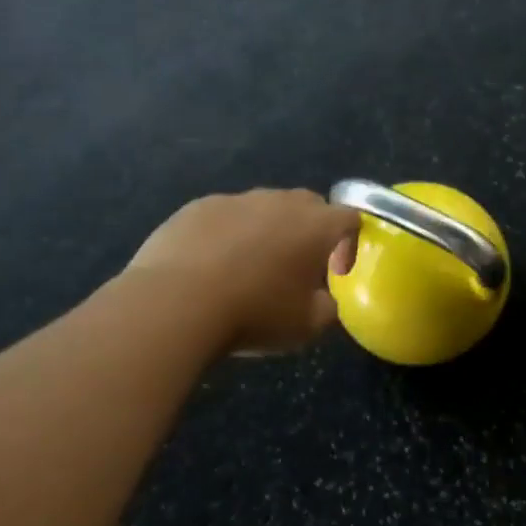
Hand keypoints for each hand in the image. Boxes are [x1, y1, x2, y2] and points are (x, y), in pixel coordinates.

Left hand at [129, 189, 358, 353]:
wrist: (175, 303)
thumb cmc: (254, 313)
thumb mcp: (307, 326)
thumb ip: (328, 307)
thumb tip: (324, 298)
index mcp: (316, 226)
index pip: (350, 218)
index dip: (349, 245)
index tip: (335, 274)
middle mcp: (281, 202)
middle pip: (310, 205)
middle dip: (311, 232)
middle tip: (297, 267)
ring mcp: (237, 200)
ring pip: (265, 208)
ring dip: (268, 231)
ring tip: (249, 268)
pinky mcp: (199, 206)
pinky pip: (226, 215)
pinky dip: (228, 234)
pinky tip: (211, 266)